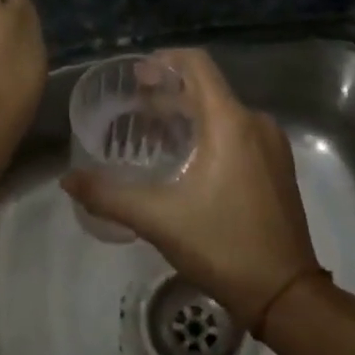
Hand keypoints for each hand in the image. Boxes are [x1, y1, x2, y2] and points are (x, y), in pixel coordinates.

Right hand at [62, 48, 321, 329]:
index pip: (197, 65)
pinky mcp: (277, 167)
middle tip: (134, 104)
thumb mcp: (157, 219)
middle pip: (207, 89)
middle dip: (168, 92)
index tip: (136, 75)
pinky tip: (185, 157)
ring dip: (187, 114)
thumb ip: (108, 195)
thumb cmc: (222, 245)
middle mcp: (255, 123)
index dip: (164, 60)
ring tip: (153, 130)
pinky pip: (238, 132)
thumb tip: (68, 180)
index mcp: (230, 122)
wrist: (285, 294)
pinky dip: (208, 132)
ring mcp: (271, 146)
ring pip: (222, 112)